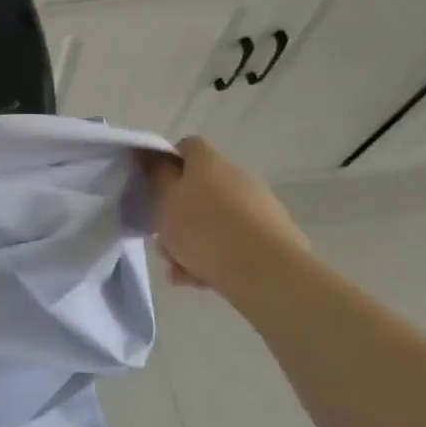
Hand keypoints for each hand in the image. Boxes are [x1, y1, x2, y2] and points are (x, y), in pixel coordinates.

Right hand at [142, 137, 312, 300]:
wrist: (267, 272)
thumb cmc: (204, 229)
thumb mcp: (165, 200)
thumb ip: (156, 175)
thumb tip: (151, 154)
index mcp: (210, 162)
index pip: (186, 146)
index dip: (167, 163)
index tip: (153, 187)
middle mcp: (237, 176)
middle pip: (199, 188)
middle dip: (178, 213)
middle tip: (163, 239)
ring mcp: (260, 206)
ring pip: (215, 219)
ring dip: (194, 240)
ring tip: (180, 270)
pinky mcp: (274, 236)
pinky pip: (234, 240)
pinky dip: (216, 256)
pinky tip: (202, 280)